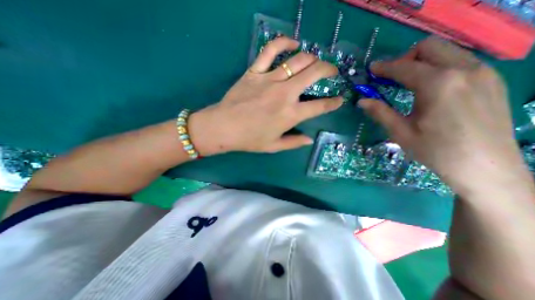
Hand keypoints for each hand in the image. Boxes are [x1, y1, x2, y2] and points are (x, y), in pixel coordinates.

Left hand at [188, 36, 342, 154]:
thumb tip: (309, 139)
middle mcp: (285, 94)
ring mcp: (269, 79)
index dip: (333, 103)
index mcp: (290, 115)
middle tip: (332, 71)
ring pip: (297, 60)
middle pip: (314, 73)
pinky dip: (284, 43)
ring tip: (315, 61)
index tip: (339, 100)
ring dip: (312, 58)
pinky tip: (293, 43)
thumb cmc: (249, 139)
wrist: (223, 128)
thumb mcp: (274, 146)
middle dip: (328, 69)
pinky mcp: (254, 72)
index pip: (320, 106)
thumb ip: (294, 143)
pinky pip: (270, 50)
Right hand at [359, 36, 524, 196]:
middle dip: (404, 58)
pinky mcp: (491, 80)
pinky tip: (430, 88)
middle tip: (391, 77)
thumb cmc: (435, 151)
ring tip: (407, 82)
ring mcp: (483, 72)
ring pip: (446, 51)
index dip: (384, 67)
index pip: (404, 67)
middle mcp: (464, 70)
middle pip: (429, 47)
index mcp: (438, 84)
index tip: (372, 69)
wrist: (485, 167)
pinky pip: (460, 62)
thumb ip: (380, 112)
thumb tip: (361, 101)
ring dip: (421, 62)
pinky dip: (438, 67)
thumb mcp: (400, 132)